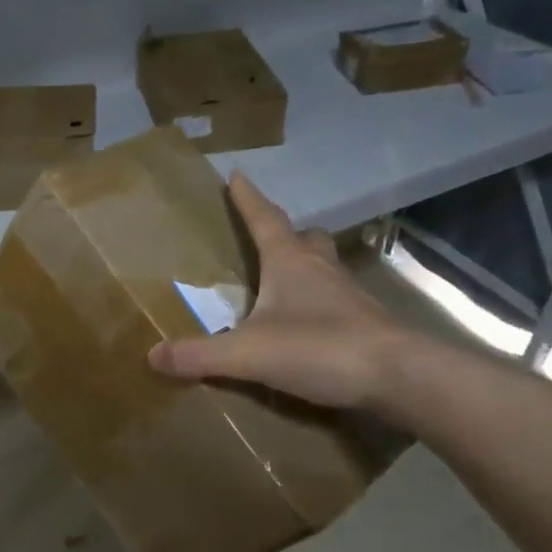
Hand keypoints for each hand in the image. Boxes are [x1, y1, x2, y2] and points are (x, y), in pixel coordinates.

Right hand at [148, 173, 405, 407]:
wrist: (398, 375)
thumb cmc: (320, 347)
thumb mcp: (248, 353)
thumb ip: (200, 355)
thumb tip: (152, 355)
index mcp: (290, 262)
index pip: (265, 219)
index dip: (248, 198)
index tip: (236, 175)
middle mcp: (322, 269)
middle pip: (304, 238)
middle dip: (285, 233)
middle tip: (268, 236)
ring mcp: (349, 295)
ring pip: (324, 268)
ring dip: (305, 267)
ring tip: (284, 281)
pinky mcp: (366, 323)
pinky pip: (336, 301)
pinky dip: (318, 303)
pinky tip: (308, 324)